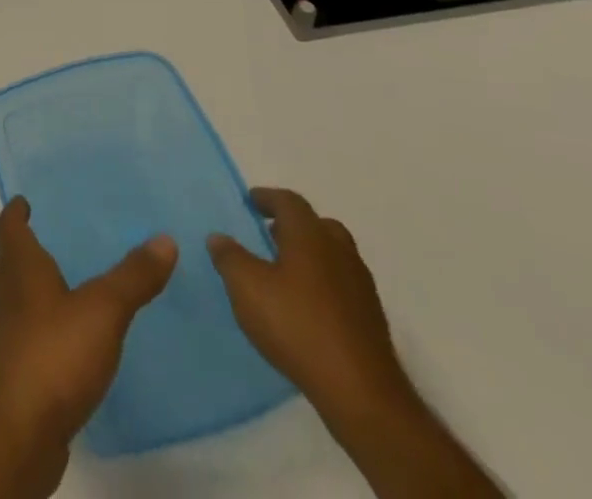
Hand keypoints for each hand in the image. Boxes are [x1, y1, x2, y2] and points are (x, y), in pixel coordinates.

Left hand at [0, 197, 177, 491]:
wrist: (20, 428)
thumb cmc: (55, 352)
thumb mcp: (104, 310)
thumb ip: (133, 277)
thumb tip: (164, 238)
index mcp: (21, 270)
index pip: (9, 229)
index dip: (15, 214)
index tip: (22, 203)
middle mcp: (7, 297)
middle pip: (4, 264)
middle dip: (18, 254)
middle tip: (41, 247)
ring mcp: (5, 338)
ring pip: (10, 303)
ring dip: (25, 295)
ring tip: (55, 296)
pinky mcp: (14, 376)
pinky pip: (22, 341)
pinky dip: (36, 334)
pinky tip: (61, 348)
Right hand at [208, 188, 411, 423]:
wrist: (361, 394)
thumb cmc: (297, 326)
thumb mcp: (246, 286)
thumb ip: (229, 257)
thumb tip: (219, 238)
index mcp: (310, 236)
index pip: (289, 201)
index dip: (267, 198)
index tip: (250, 202)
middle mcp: (340, 253)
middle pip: (318, 225)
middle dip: (293, 225)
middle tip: (269, 235)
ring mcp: (361, 288)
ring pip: (334, 256)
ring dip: (310, 256)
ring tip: (283, 272)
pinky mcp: (371, 321)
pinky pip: (342, 286)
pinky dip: (323, 284)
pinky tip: (305, 307)